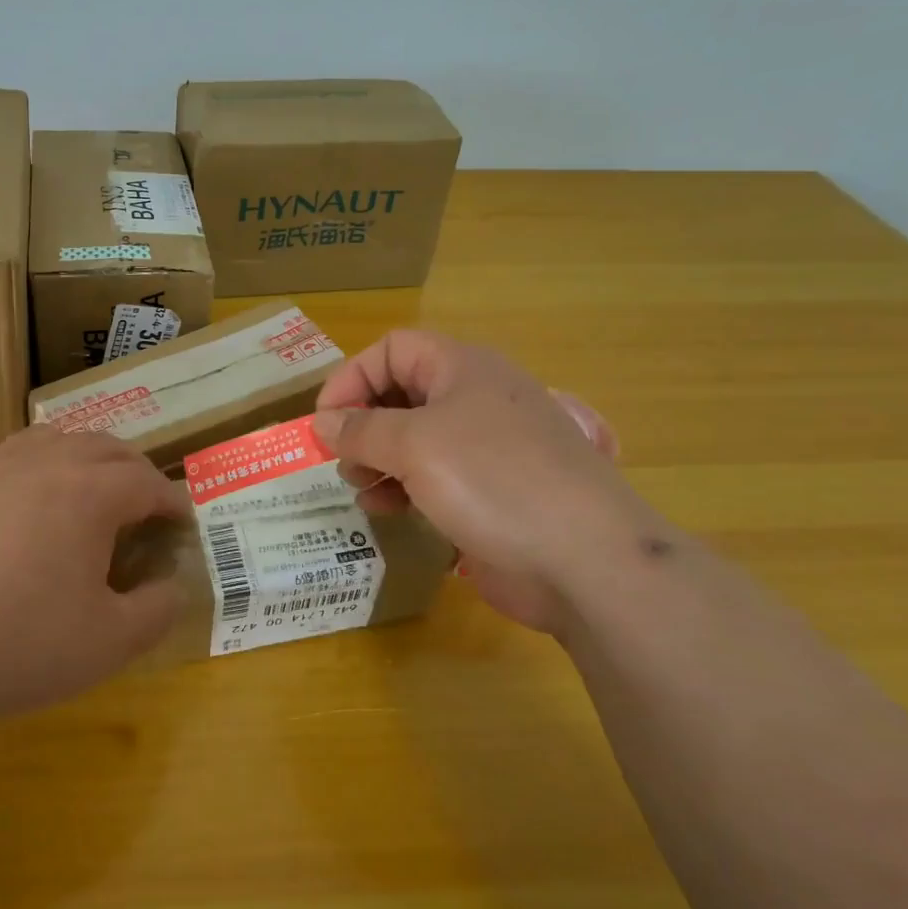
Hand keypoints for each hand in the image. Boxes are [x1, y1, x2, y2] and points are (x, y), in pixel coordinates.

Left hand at [0, 426, 192, 731]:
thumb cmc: (19, 644)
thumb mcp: (110, 643)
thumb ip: (157, 611)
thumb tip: (172, 586)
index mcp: (91, 494)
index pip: (147, 482)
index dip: (171, 502)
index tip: (180, 525)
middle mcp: (42, 465)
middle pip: (102, 447)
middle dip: (131, 471)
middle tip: (139, 507)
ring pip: (42, 437)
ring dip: (72, 454)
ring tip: (79, 485)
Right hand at [312, 331, 655, 632]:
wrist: (585, 558)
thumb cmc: (494, 480)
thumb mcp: (415, 445)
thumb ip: (361, 430)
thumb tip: (322, 422)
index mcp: (462, 368)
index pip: (392, 350)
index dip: (353, 377)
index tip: (324, 420)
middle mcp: (473, 400)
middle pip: (400, 394)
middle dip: (362, 423)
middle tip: (342, 460)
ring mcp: (485, 449)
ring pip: (413, 440)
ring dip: (378, 460)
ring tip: (361, 488)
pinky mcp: (489, 492)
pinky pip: (433, 477)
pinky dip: (404, 488)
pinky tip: (389, 512)